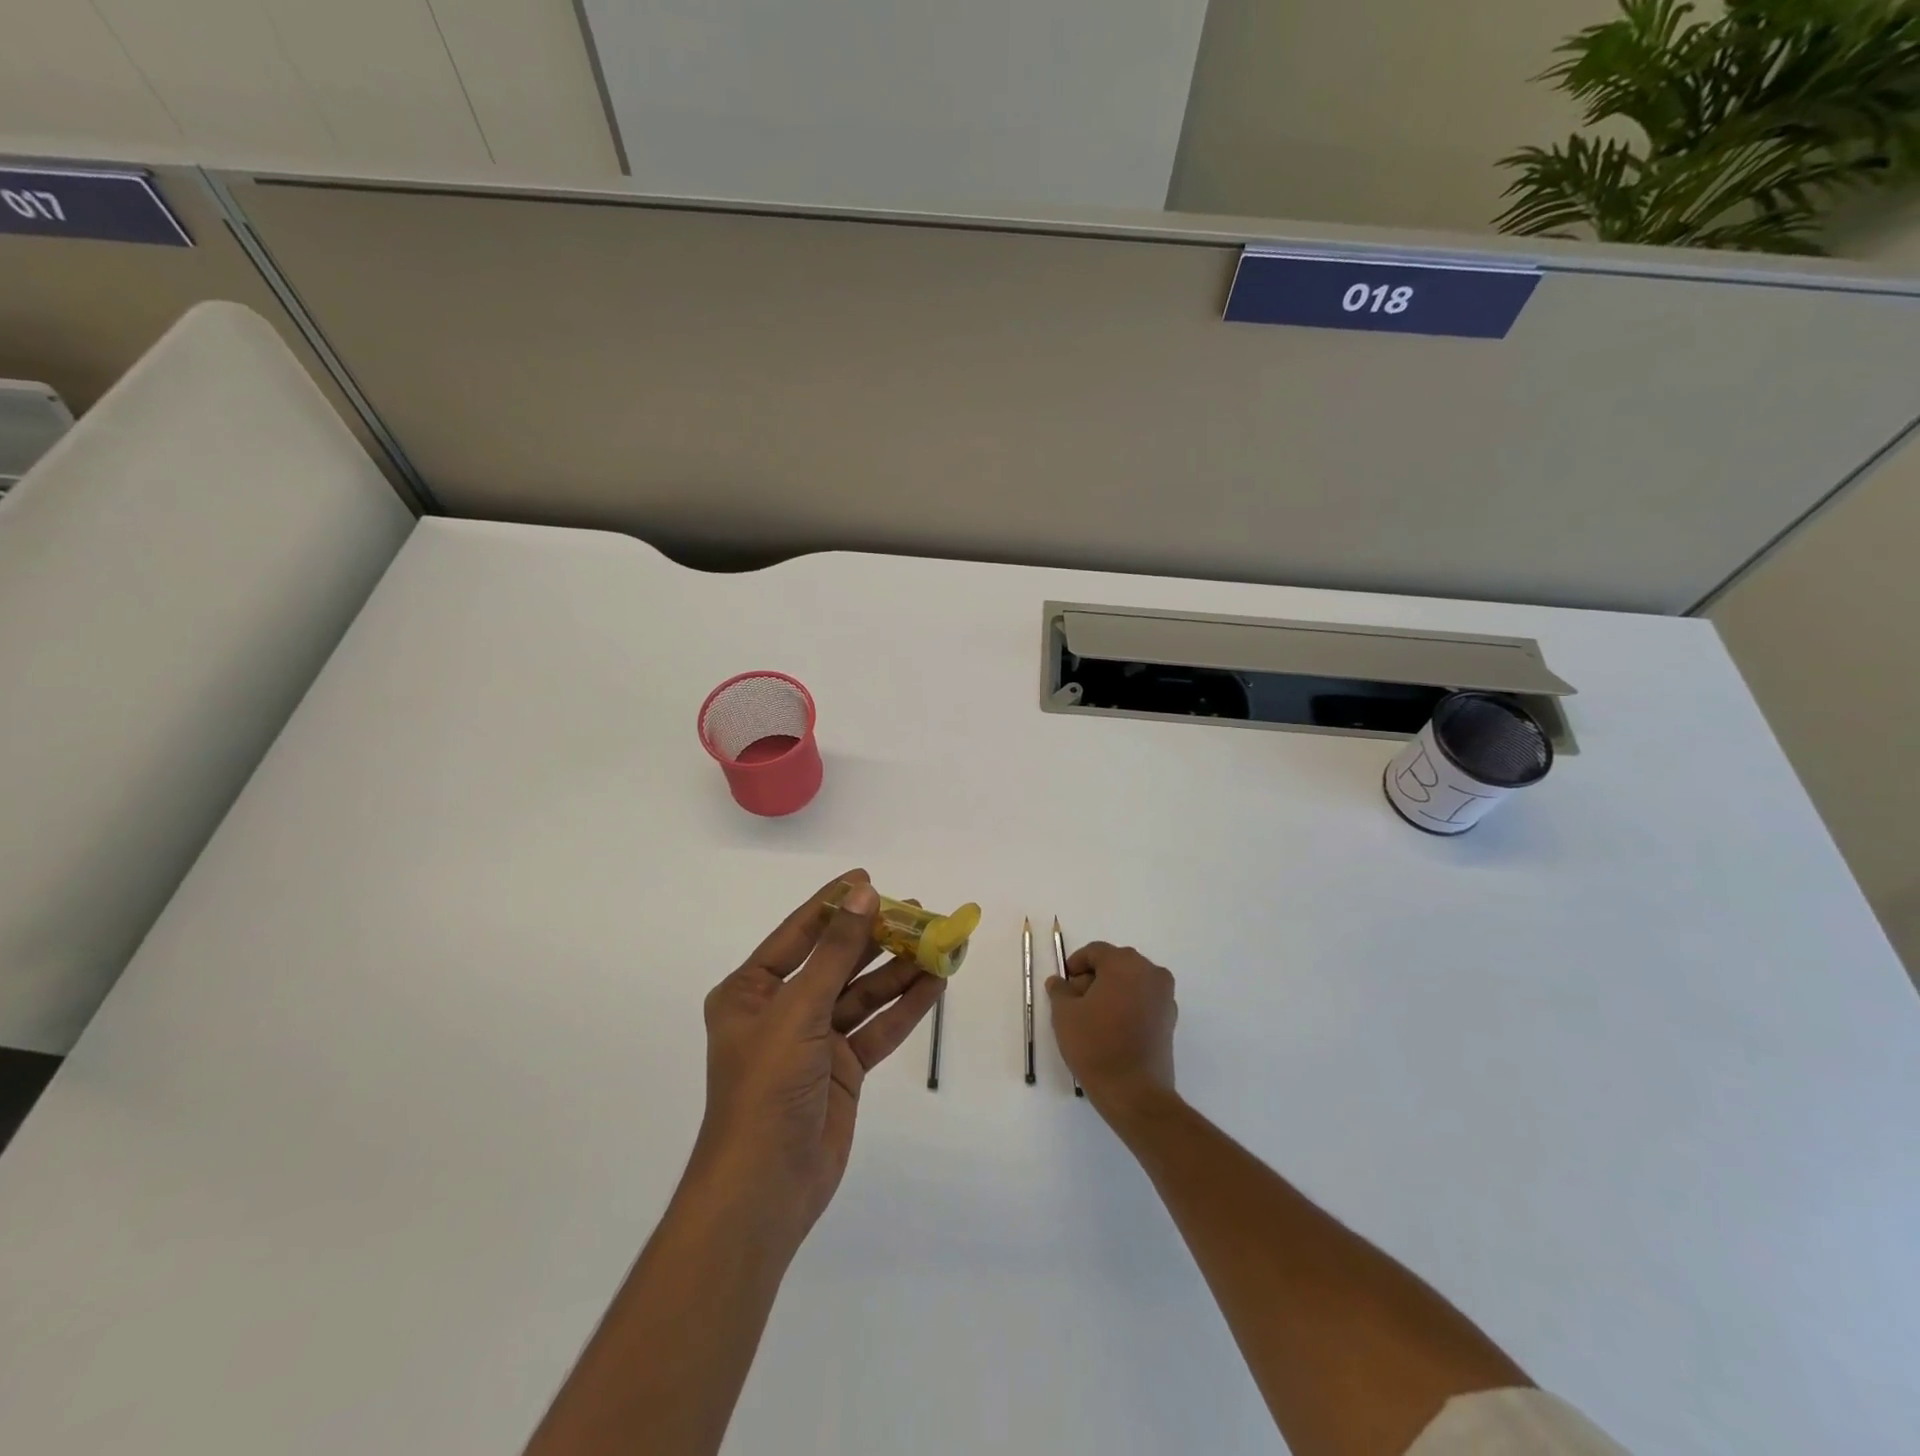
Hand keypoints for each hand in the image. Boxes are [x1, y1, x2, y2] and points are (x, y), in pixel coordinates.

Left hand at [692, 870, 943, 1246]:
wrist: (765, 1188)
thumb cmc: (767, 1087)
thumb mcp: (799, 1010)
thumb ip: (836, 952)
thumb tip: (865, 895)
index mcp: (752, 990)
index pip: (799, 933)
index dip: (834, 904)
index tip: (869, 878)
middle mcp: (783, 1009)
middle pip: (837, 961)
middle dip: (877, 936)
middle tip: (918, 911)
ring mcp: (815, 1040)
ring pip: (863, 993)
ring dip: (899, 970)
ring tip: (939, 941)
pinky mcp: (843, 1068)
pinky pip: (878, 1026)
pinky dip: (906, 1006)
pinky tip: (936, 982)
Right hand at [1046, 942, 1177, 1118]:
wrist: (1134, 1092)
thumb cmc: (1095, 1045)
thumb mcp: (1064, 1014)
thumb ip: (1060, 990)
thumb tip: (1060, 982)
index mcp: (1125, 964)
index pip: (1096, 951)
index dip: (1075, 964)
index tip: (1063, 984)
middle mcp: (1150, 972)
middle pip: (1116, 964)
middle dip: (1094, 977)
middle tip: (1075, 1000)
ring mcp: (1165, 996)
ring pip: (1131, 982)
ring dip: (1111, 991)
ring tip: (1092, 1016)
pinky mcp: (1170, 1019)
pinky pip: (1143, 1000)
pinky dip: (1127, 1005)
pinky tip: (1112, 1028)